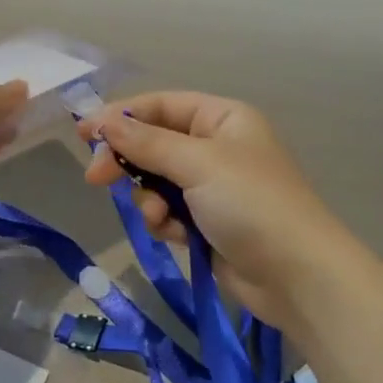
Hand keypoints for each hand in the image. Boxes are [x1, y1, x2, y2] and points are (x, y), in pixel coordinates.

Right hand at [79, 92, 357, 330]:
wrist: (297, 276)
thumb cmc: (251, 204)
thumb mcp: (198, 163)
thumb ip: (147, 143)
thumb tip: (104, 121)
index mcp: (222, 119)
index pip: (161, 106)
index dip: (121, 116)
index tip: (84, 134)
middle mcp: (217, 147)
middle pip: (154, 143)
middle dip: (129, 161)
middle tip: (96, 178)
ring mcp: (212, 187)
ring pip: (156, 181)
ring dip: (149, 198)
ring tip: (157, 217)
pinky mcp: (207, 223)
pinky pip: (168, 212)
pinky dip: (164, 221)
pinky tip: (173, 235)